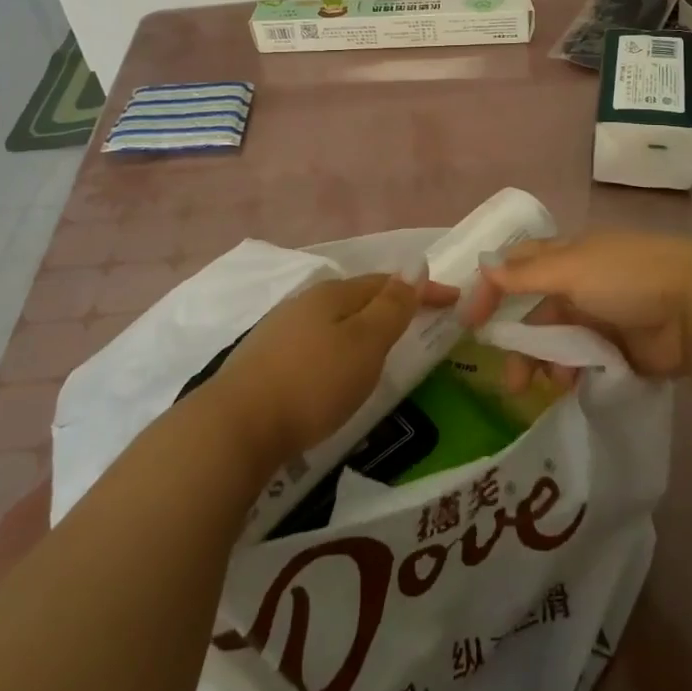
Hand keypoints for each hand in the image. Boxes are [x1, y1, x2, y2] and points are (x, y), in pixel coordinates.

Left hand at [212, 270, 456, 472]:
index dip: (422, 290)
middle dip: (392, 305)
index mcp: (333, 294)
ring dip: (364, 326)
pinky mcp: (266, 359)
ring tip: (384, 347)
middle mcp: (306, 302)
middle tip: (421, 323)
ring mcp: (281, 329)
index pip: (388, 282)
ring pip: (335, 319)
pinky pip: (317, 340)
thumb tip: (417, 264)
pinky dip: (340, 345)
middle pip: (359, 297)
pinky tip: (337, 366)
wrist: (236, 426)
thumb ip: (392, 306)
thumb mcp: (365, 344)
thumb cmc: (313, 382)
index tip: (455, 301)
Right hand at [463, 234, 691, 382]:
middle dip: (519, 341)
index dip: (493, 288)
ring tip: (549, 384)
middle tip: (510, 378)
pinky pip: (585, 361)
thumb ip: (526, 273)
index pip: (520, 266)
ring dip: (546, 361)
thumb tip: (483, 268)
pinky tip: (573, 385)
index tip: (470, 321)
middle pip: (537, 311)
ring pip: (559, 340)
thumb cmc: (627, 277)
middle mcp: (582, 283)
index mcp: (570, 256)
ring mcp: (603, 316)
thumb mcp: (571, 268)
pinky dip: (574, 372)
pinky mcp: (621, 348)